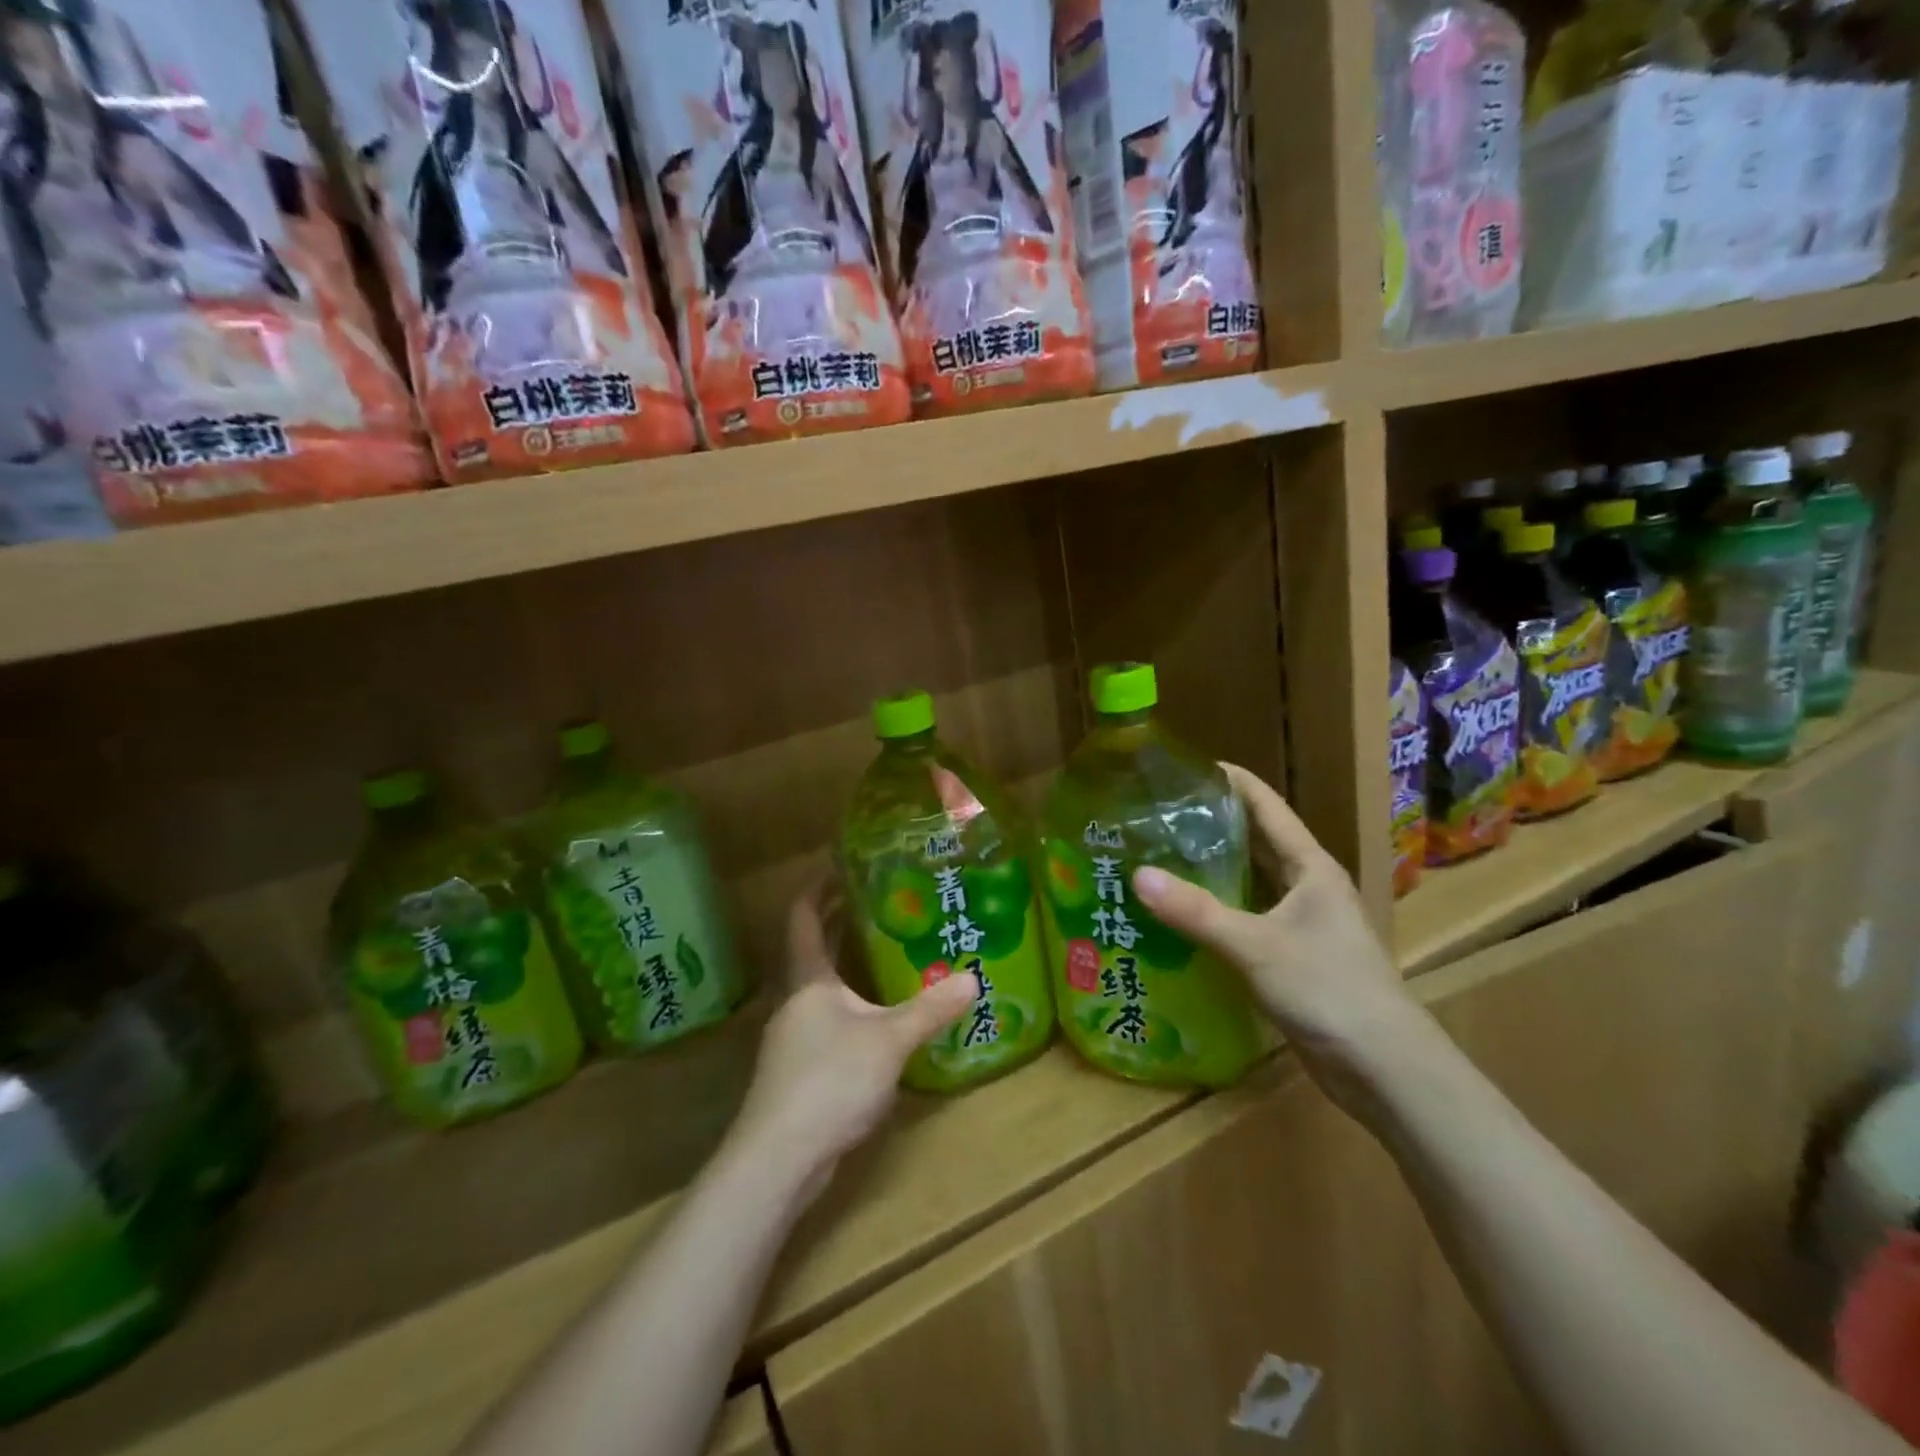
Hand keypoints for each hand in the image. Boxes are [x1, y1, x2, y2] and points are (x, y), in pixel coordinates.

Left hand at [730, 882, 976, 1202]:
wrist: (778, 1158)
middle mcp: (796, 1001)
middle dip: (839, 923)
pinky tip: (878, 1021)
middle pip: (812, 950)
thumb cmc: (830, 1080)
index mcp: (810, 980)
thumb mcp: (890, 1040)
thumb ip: (931, 1009)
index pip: (804, 918)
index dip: (817, 888)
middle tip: (879, 901)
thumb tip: (973, 979)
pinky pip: (827, 1021)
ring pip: (821, 988)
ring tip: (887, 955)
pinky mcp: (799, 1071)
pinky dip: (850, 1006)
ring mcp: (793, 1038)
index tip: (839, 866)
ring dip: (846, 967)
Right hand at [1131, 764, 1431, 1114]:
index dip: (1232, 781)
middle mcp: (1308, 887)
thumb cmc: (1329, 991)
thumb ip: (1196, 912)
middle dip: (1214, 823)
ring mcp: (1303, 923)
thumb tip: (1137, 875)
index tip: (1187, 766)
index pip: (1268, 807)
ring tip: (1161, 853)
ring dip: (1214, 866)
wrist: (1385, 1070)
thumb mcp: (1256, 946)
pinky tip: (1183, 913)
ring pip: (1252, 880)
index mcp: (1310, 868)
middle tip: (1160, 811)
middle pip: (1258, 840)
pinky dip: (1218, 908)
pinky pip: (1248, 916)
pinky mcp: (1293, 956)